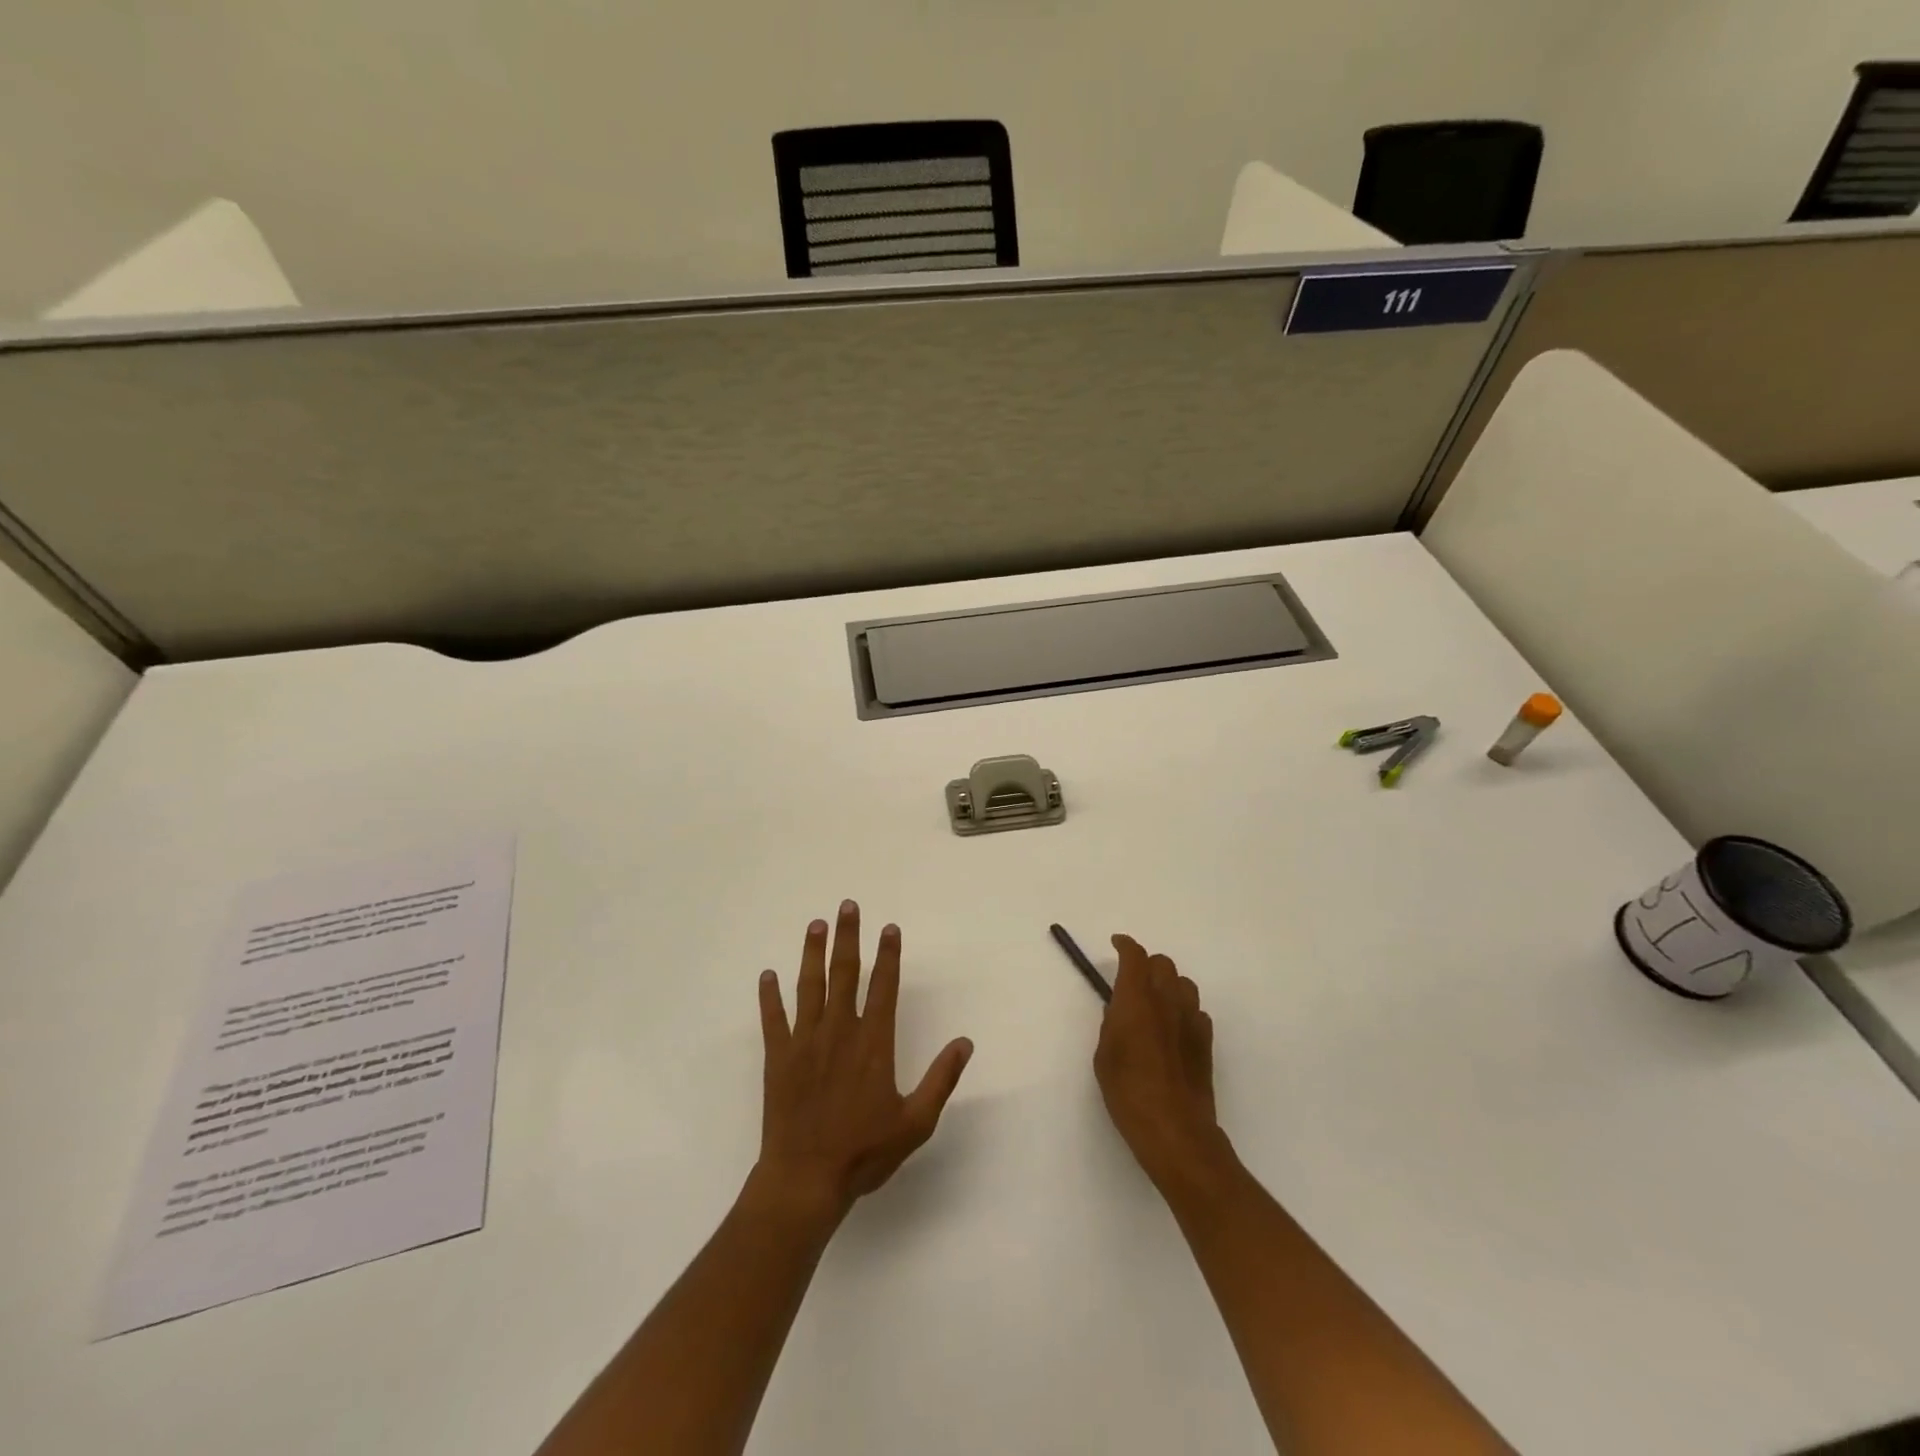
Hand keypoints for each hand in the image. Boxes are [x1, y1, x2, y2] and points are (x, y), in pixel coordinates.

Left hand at [755, 901, 973, 1225]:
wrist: (805, 1180)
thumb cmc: (864, 1152)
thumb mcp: (915, 1123)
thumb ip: (941, 1079)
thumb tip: (965, 1042)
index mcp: (873, 1044)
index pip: (884, 987)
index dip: (889, 955)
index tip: (890, 928)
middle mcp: (839, 1032)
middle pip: (845, 974)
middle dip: (849, 938)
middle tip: (849, 906)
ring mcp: (805, 1042)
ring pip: (809, 986)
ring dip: (813, 953)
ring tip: (816, 924)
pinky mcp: (778, 1058)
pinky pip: (773, 1019)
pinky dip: (769, 996)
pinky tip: (767, 974)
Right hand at [1094, 935, 1227, 1189]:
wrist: (1174, 1128)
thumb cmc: (1128, 1091)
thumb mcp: (1104, 1055)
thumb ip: (1112, 1024)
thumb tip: (1120, 1010)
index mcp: (1136, 999)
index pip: (1135, 957)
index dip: (1125, 945)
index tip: (1117, 944)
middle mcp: (1166, 1001)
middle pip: (1163, 964)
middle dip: (1147, 964)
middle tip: (1132, 979)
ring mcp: (1191, 1020)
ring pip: (1184, 984)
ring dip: (1168, 984)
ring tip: (1155, 1002)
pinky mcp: (1206, 1042)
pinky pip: (1196, 1011)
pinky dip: (1183, 1010)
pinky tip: (1174, 1029)